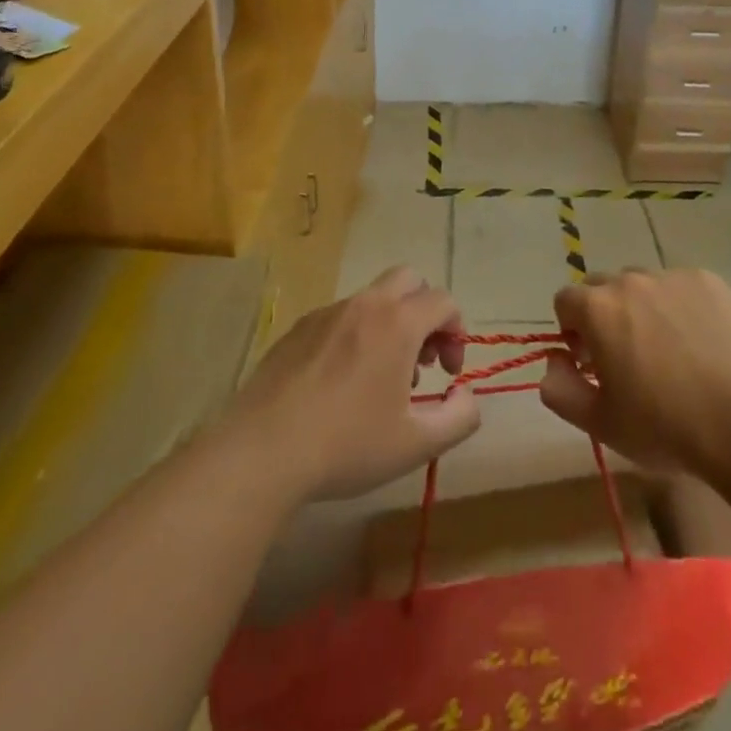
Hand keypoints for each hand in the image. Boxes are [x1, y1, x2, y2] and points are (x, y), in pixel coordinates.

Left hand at [230, 268, 480, 501]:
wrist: (262, 450)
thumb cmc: (347, 445)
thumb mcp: (417, 444)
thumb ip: (460, 417)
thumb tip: (467, 394)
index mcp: (398, 323)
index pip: (444, 301)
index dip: (457, 333)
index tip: (448, 375)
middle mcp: (365, 305)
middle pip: (409, 280)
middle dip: (425, 311)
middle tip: (421, 358)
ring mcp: (327, 313)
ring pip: (372, 298)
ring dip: (390, 324)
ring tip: (380, 377)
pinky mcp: (297, 328)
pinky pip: (339, 317)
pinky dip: (354, 335)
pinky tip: (340, 382)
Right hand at [538, 269, 730, 480]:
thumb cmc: (663, 426)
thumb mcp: (599, 423)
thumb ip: (559, 389)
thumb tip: (554, 361)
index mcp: (597, 308)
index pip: (565, 301)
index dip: (572, 331)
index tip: (592, 363)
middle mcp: (630, 280)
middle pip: (603, 287)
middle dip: (605, 315)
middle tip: (628, 358)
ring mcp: (672, 276)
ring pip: (643, 284)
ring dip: (643, 307)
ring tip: (669, 349)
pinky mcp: (709, 281)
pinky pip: (681, 286)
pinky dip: (681, 306)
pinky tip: (700, 342)